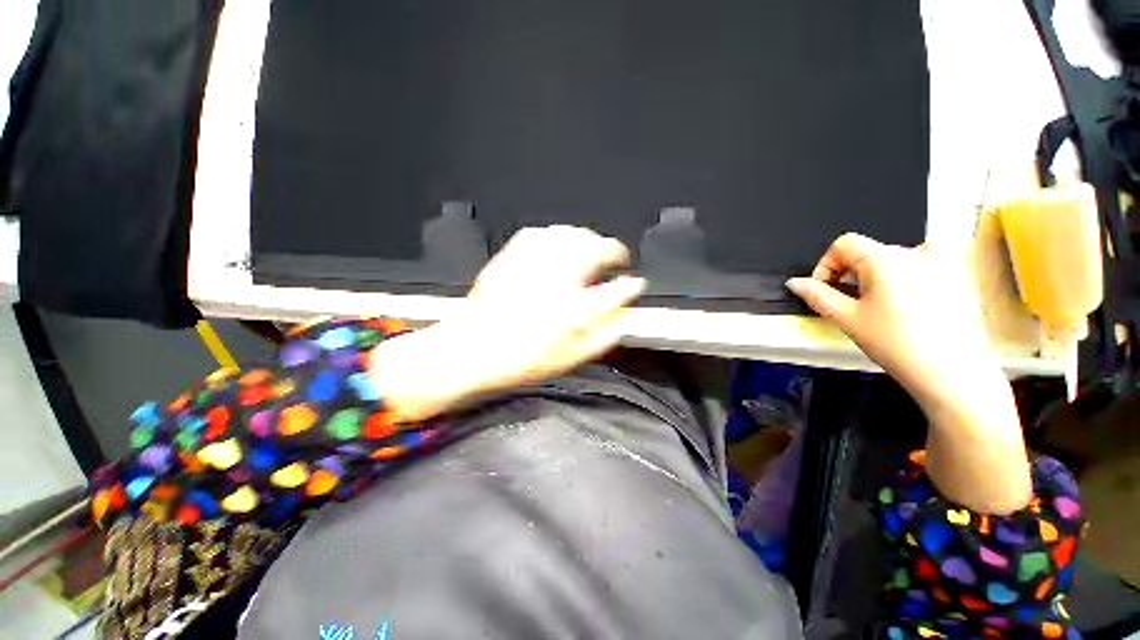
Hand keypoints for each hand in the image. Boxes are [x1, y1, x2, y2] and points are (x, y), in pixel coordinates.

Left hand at [371, 226, 645, 420]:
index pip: (617, 291)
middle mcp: (556, 282)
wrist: (472, 349)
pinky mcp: (512, 257)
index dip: (630, 286)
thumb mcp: (569, 358)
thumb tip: (623, 321)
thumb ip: (602, 337)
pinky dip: (554, 234)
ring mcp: (533, 265)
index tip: (634, 285)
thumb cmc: (519, 358)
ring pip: (570, 235)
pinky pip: (539, 233)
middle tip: (616, 256)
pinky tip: (557, 242)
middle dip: (612, 248)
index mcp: (573, 312)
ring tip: (591, 245)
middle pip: (596, 249)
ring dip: (587, 237)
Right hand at [787, 233, 1031, 513]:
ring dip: (868, 284)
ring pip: (889, 264)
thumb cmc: (898, 350)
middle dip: (844, 275)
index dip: (824, 262)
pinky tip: (894, 320)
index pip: (844, 242)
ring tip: (865, 316)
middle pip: (866, 251)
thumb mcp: (847, 322)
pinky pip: (911, 276)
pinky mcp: (951, 287)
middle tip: (839, 306)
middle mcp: (916, 255)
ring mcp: (938, 270)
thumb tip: (790, 286)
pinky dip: (892, 290)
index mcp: (889, 260)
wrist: (959, 383)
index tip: (819, 288)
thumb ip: (816, 298)